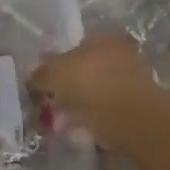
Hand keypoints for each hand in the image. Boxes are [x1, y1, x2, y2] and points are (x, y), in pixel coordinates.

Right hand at [29, 31, 158, 147]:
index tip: (45, 83)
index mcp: (107, 36)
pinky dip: (93, 121)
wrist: (130, 120)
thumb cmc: (92, 84)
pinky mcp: (137, 109)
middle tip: (51, 104)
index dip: (58, 63)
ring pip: (97, 93)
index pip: (77, 44)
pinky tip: (79, 133)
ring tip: (62, 124)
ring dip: (80, 106)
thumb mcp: (55, 73)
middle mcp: (124, 53)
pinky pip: (106, 113)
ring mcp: (133, 82)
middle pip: (87, 70)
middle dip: (69, 88)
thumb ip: (41, 73)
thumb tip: (32, 76)